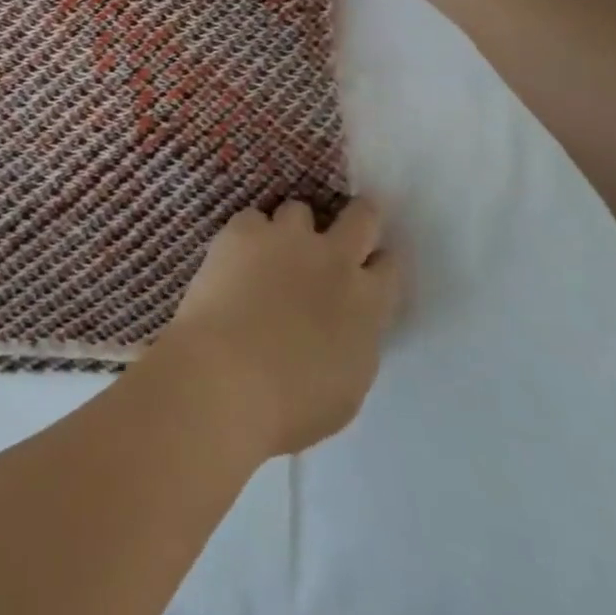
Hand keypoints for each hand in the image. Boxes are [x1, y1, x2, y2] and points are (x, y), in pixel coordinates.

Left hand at [156, 199, 400, 457]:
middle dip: (357, 217)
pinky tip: (234, 258)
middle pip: (361, 215)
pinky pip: (252, 219)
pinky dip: (247, 236)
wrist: (225, 377)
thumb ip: (353, 342)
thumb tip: (345, 327)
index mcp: (367, 302)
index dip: (378, 264)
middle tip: (339, 233)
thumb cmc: (291, 404)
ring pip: (300, 209)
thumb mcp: (347, 385)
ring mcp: (287, 238)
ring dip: (292, 228)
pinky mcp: (243, 231)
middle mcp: (334, 258)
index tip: (367, 271)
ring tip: (273, 251)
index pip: (390, 265)